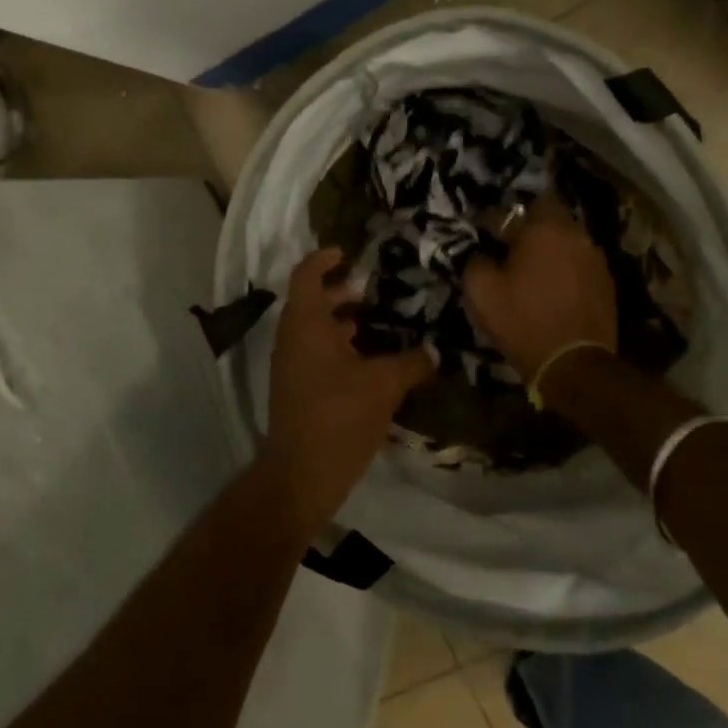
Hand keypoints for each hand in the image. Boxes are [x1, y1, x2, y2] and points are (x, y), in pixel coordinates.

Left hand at [265, 247, 435, 535]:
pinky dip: (340, 345)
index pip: (307, 274)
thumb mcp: (384, 384)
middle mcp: (293, 337)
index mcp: (306, 323)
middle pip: (311, 300)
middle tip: (374, 286)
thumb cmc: (339, 416)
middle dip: (341, 290)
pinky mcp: (297, 388)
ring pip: (315, 328)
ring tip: (378, 319)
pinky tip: (372, 358)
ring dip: (341, 319)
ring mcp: (292, 365)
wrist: (301, 475)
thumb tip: (436, 349)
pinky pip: (317, 352)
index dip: (325, 258)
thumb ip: (413, 361)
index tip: (350, 253)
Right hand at [462, 194, 616, 385]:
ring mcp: (594, 256)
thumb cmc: (523, 322)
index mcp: (542, 229)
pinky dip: (565, 265)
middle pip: (548, 214)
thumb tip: (481, 253)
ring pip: (567, 237)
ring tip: (534, 265)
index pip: (511, 211)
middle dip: (528, 224)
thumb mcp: (482, 292)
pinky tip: (554, 285)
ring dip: (550, 245)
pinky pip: (579, 261)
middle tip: (511, 244)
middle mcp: (573, 233)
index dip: (493, 220)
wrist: (574, 364)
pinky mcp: (606, 280)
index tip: (483, 234)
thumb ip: (475, 262)